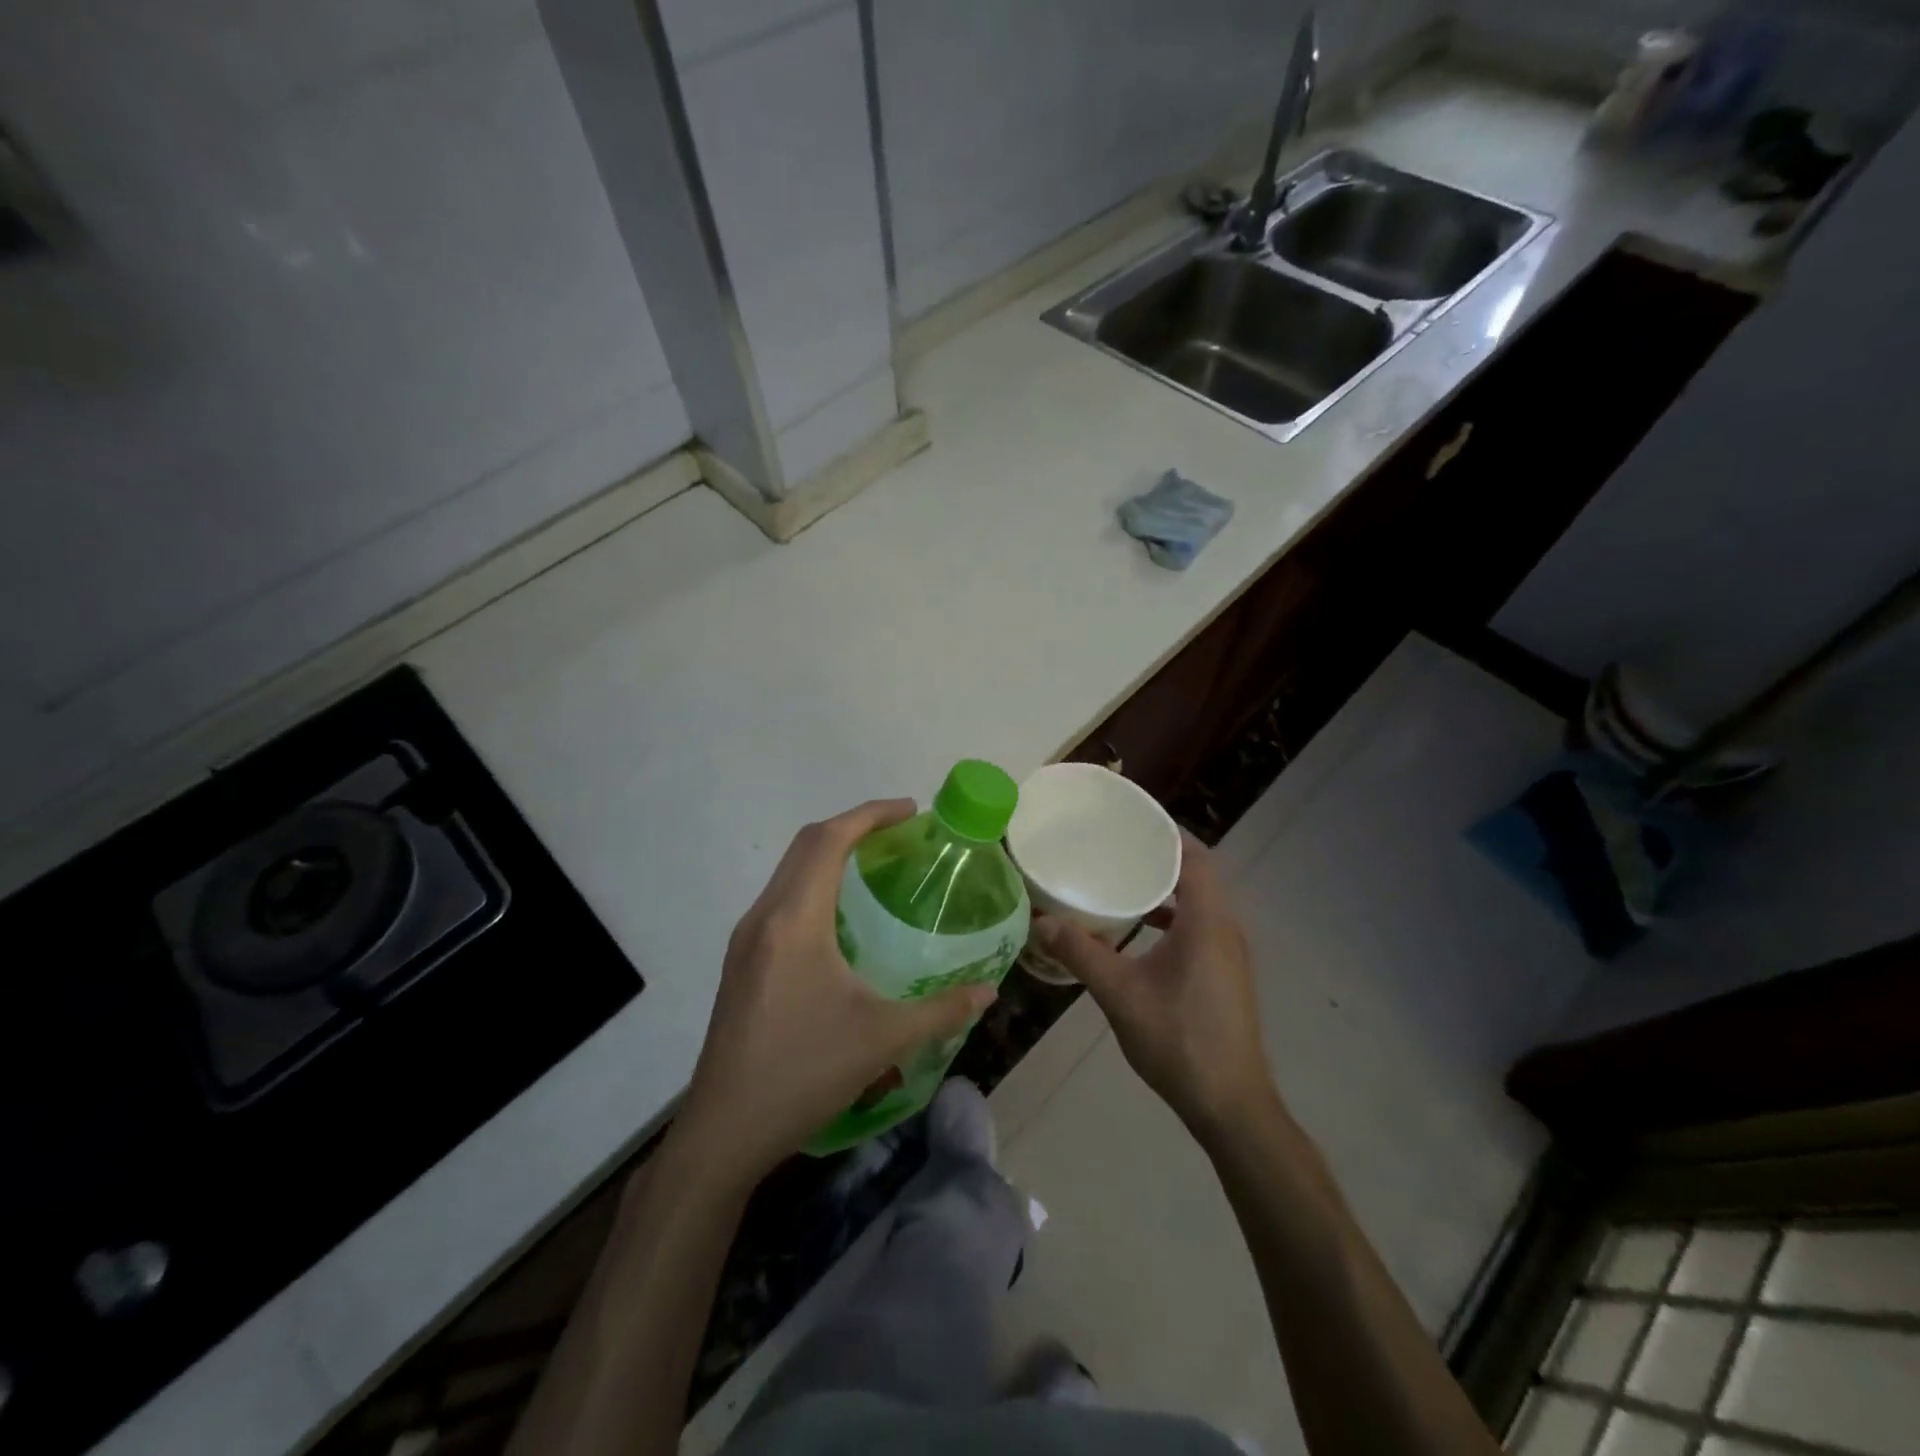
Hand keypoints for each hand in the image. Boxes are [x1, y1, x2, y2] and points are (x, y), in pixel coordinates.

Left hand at [675, 799, 995, 1184]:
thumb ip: (941, 1011)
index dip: (870, 815)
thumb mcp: (883, 1040)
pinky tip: (842, 918)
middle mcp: (764, 918)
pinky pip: (781, 900)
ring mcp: (746, 940)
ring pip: (789, 871)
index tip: (910, 811)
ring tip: (875, 866)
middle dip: (852, 827)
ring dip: (829, 855)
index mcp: (794, 921)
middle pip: (805, 845)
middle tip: (899, 833)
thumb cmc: (803, 1074)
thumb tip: (988, 992)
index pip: (828, 841)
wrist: (724, 1131)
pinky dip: (814, 884)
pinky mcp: (741, 962)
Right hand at [1035, 837, 1274, 1139]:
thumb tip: (1040, 922)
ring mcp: (1229, 953)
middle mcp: (1225, 928)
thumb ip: (1081, 953)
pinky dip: (1172, 916)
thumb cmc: (1179, 1041)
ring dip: (1166, 887)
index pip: (1194, 856)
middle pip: (1197, 874)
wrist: (1231, 1106)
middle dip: (1159, 855)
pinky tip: (1139, 930)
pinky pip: (1199, 925)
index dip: (1166, 832)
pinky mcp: (1226, 973)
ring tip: (1121, 879)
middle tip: (1115, 845)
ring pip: (1199, 902)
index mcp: (1207, 922)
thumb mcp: (1121, 995)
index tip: (1129, 819)